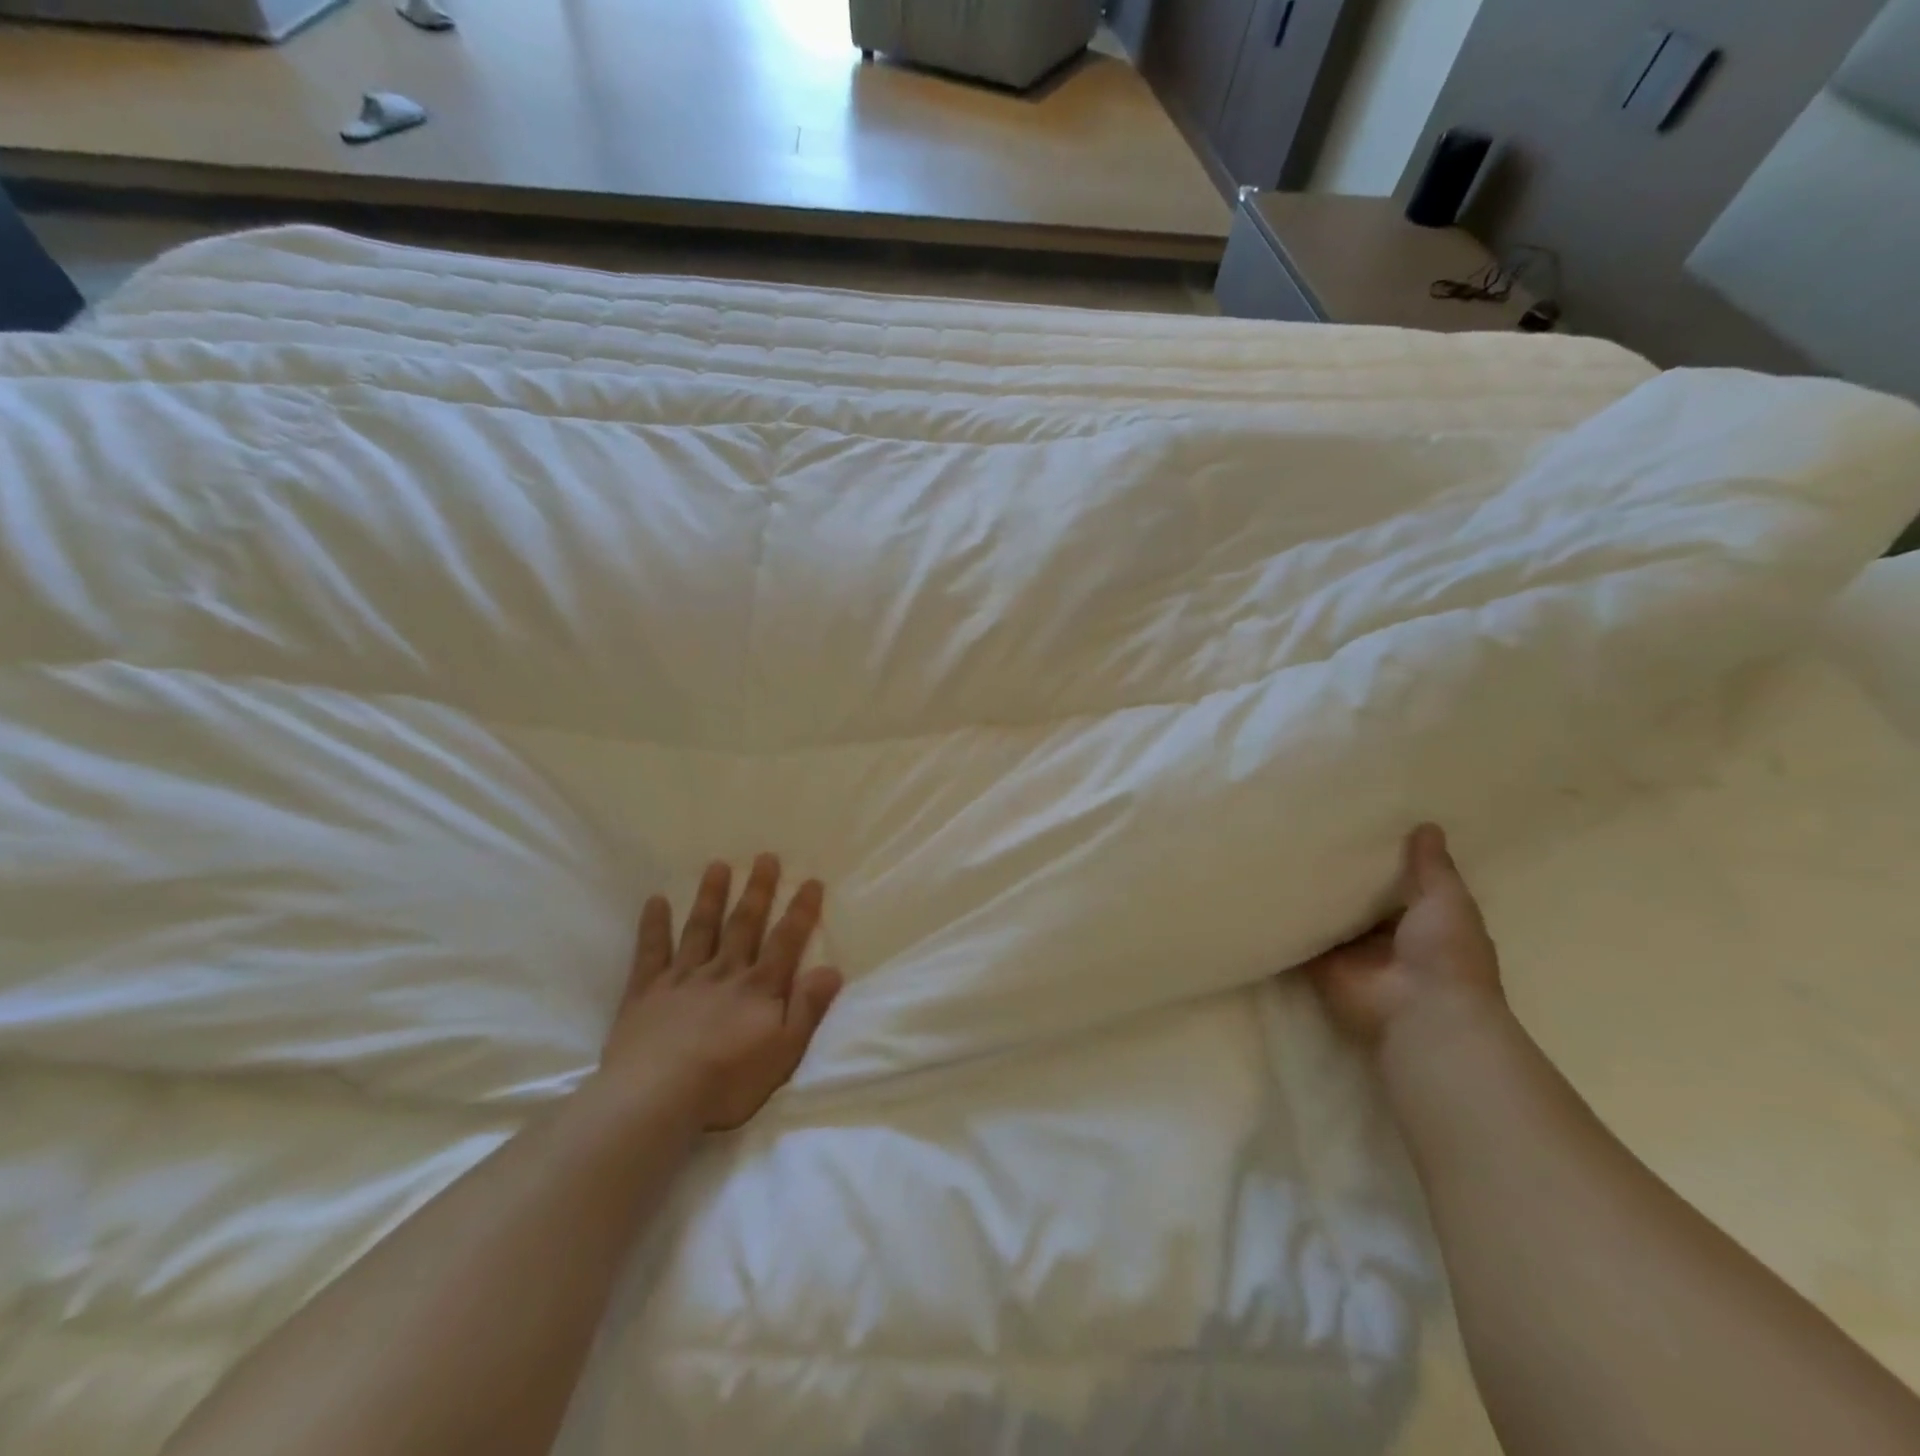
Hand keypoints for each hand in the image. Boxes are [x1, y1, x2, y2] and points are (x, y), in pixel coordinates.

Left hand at [599, 855, 842, 1131]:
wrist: (656, 1096)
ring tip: (717, 865)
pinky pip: (651, 951)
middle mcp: (723, 972)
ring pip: (700, 928)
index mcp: (758, 988)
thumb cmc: (727, 1081)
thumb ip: (808, 1008)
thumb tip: (832, 969)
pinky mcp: (646, 992)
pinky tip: (656, 900)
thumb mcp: (783, 1052)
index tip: (811, 881)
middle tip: (765, 857)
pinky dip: (653, 925)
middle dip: (757, 891)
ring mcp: (682, 978)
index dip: (800, 911)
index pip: (785, 941)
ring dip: (710, 896)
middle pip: (743, 924)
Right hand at [1298, 824, 1503, 1050]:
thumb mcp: (1447, 901)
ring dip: (1311, 897)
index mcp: (1423, 923)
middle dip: (1341, 876)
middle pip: (1359, 901)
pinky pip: (1299, 940)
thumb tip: (1428, 824)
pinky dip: (1285, 923)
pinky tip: (1263, 890)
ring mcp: (1352, 954)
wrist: (1419, 1011)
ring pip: (1327, 919)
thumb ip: (1432, 867)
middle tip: (1312, 832)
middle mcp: (1386, 938)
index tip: (1360, 828)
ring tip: (1280, 851)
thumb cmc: (1445, 954)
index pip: (1400, 886)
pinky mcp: (1321, 966)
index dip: (1384, 860)